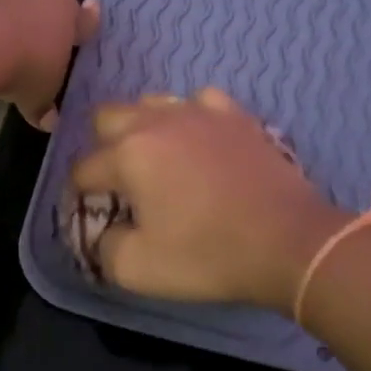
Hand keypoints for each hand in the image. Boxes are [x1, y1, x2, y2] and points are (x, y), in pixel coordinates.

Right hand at [69, 88, 348, 309]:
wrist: (290, 242)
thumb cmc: (209, 255)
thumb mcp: (138, 269)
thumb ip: (104, 247)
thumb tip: (104, 230)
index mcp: (129, 154)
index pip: (83, 169)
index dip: (80, 195)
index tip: (94, 215)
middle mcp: (158, 121)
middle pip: (107, 117)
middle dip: (102, 147)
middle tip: (120, 183)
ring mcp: (200, 112)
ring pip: (152, 102)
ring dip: (142, 127)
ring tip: (157, 160)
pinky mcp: (236, 116)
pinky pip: (199, 101)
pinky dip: (190, 118)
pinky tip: (199, 140)